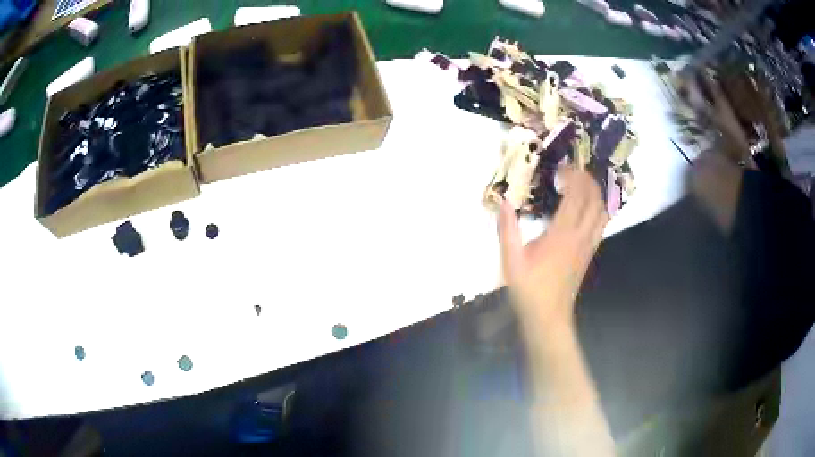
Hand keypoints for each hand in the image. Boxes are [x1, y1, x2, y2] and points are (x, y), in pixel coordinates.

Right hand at [498, 168, 607, 333]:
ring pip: (602, 211)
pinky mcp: (590, 253)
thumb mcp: (511, 260)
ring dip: (596, 193)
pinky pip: (601, 225)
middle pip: (595, 199)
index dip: (573, 176)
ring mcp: (588, 245)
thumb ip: (507, 229)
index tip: (562, 167)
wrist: (549, 316)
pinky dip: (598, 209)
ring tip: (582, 184)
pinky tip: (588, 207)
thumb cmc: (529, 289)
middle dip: (587, 180)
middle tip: (573, 171)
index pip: (576, 196)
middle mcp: (580, 236)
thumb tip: (504, 201)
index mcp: (561, 234)